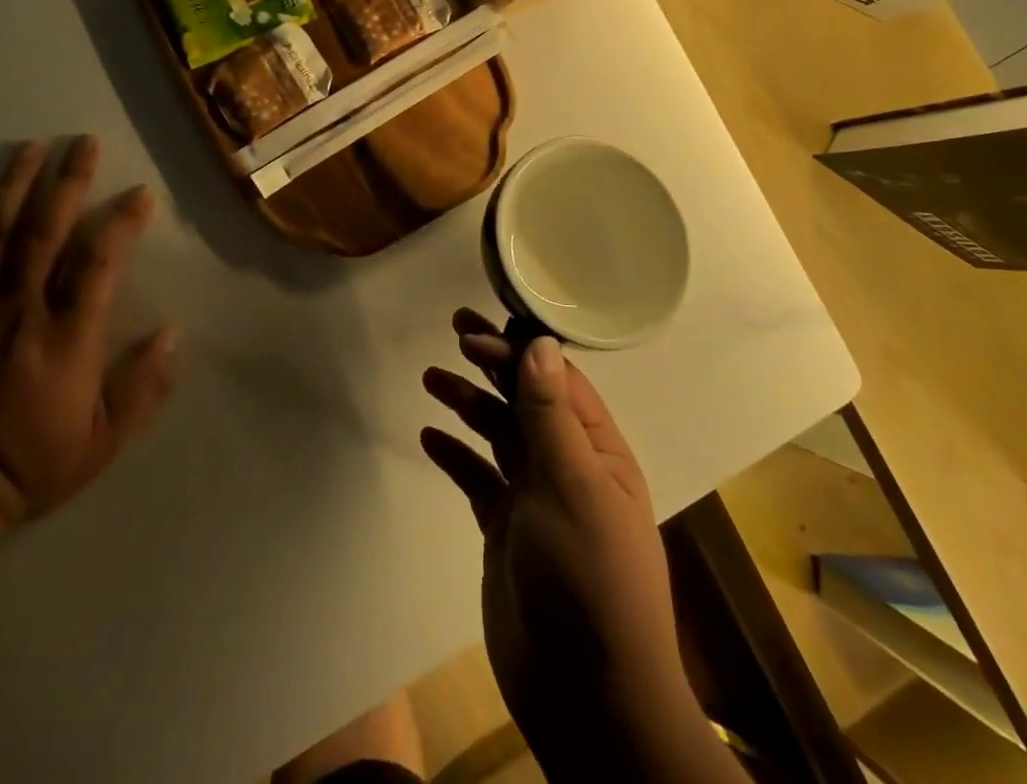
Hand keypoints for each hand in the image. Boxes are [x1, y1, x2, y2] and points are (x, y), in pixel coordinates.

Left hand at [0, 136, 178, 525]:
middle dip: (67, 182)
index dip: (121, 222)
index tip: (140, 194)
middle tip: (82, 143)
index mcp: (68, 335)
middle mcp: (22, 309)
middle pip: (45, 232)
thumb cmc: (32, 461)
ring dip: (13, 186)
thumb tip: (173, 334)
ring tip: (29, 148)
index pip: (99, 262)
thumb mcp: (104, 439)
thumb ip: (143, 386)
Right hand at [422, 310, 719, 781]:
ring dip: (468, 403)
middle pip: (525, 399)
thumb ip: (550, 413)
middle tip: (454, 332)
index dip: (517, 350)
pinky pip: (477, 477)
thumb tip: (541, 342)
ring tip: (431, 378)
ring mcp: (534, 498)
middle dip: (492, 364)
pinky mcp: (506, 530)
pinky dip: (455, 454)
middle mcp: (567, 465)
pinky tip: (430, 436)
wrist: (586, 696)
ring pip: (498, 433)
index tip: (473, 331)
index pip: (555, 380)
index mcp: (597, 450)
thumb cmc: (589, 576)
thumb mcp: (572, 484)